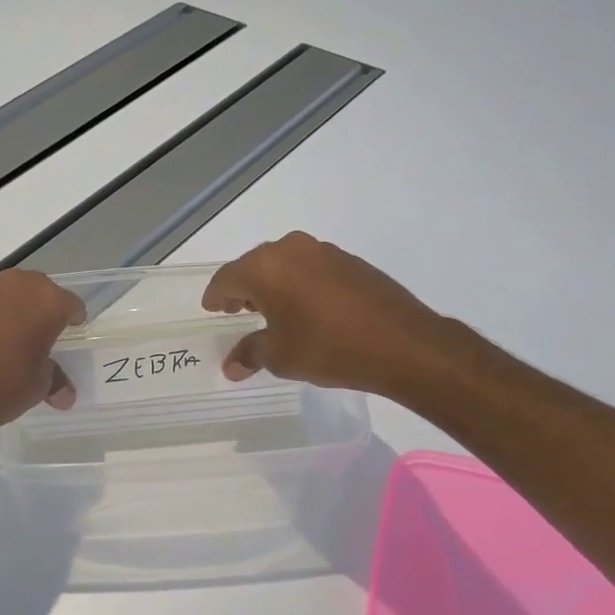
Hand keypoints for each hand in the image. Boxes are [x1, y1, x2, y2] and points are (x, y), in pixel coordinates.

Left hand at [0, 269, 84, 435]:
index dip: (72, 319)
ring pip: (4, 289)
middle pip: (37, 290)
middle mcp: (18, 284)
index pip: (70, 304)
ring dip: (6, 305)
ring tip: (2, 333)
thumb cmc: (2, 387)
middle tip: (37, 335)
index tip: (69, 333)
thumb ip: (54, 381)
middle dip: (39, 308)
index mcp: (48, 301)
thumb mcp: (37, 387)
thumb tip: (65, 395)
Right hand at [202, 232, 459, 397]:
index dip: (215, 296)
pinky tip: (307, 308)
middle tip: (237, 311)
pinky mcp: (349, 260)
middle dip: (243, 288)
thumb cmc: (328, 348)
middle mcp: (290, 249)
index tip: (212, 309)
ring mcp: (323, 251)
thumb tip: (231, 365)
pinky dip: (300, 284)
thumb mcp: (280, 356)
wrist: (402, 343)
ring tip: (272, 311)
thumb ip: (250, 354)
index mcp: (265, 267)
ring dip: (273, 285)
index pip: (226, 278)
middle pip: (254, 266)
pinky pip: (310, 268)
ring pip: (284, 264)